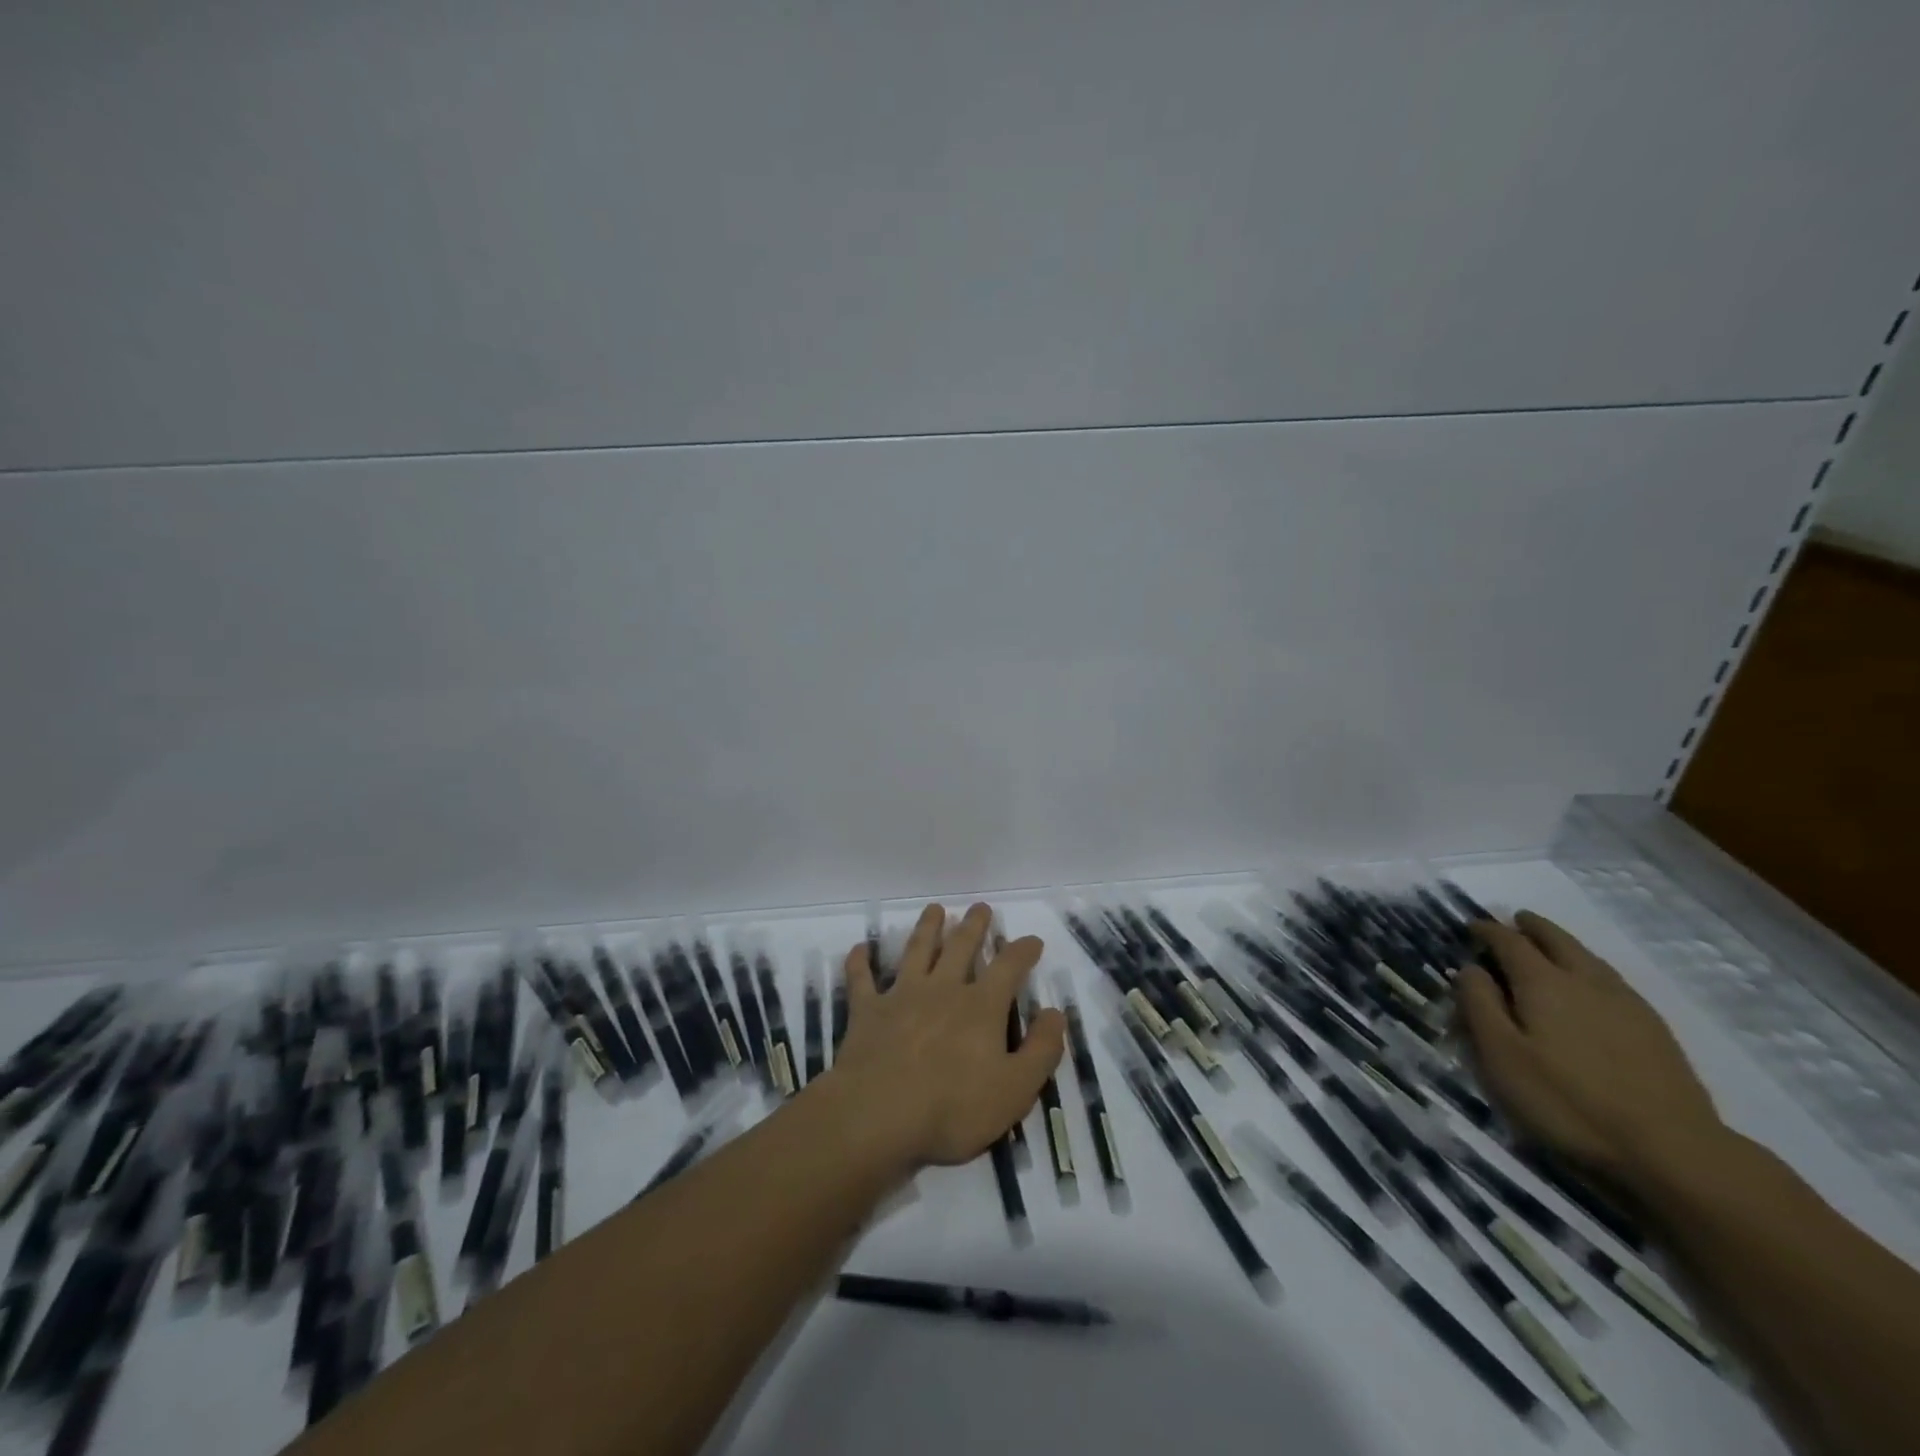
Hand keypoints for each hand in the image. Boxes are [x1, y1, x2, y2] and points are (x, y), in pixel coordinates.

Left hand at [815, 902, 1064, 1173]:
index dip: (1023, 950)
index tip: (1032, 940)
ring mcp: (901, 995)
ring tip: (934, 909)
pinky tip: (860, 948)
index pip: (1008, 966)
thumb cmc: (953, 1107)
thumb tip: (1055, 1012)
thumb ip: (1041, 1049)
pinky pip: (861, 979)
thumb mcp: (1015, 1088)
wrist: (879, 1114)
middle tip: (980, 907)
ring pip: (916, 951)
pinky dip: (860, 962)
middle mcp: (942, 989)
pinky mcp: (867, 1011)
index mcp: (980, 1006)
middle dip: (973, 925)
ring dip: (926, 928)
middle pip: (960, 947)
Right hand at [1456, 912, 1725, 1188]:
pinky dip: (1591, 968)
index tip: (1472, 926)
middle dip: (1533, 927)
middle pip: (1557, 940)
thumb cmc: (1568, 1101)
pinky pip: (1612, 980)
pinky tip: (1592, 985)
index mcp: (1543, 983)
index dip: (1488, 931)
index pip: (1509, 942)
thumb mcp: (1502, 1056)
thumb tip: (1470, 968)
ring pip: (1589, 957)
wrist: (1673, 1150)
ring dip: (1564, 944)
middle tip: (1517, 919)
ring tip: (1551, 944)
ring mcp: (1626, 1003)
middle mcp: (1585, 981)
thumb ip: (1480, 1005)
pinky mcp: (1654, 1029)